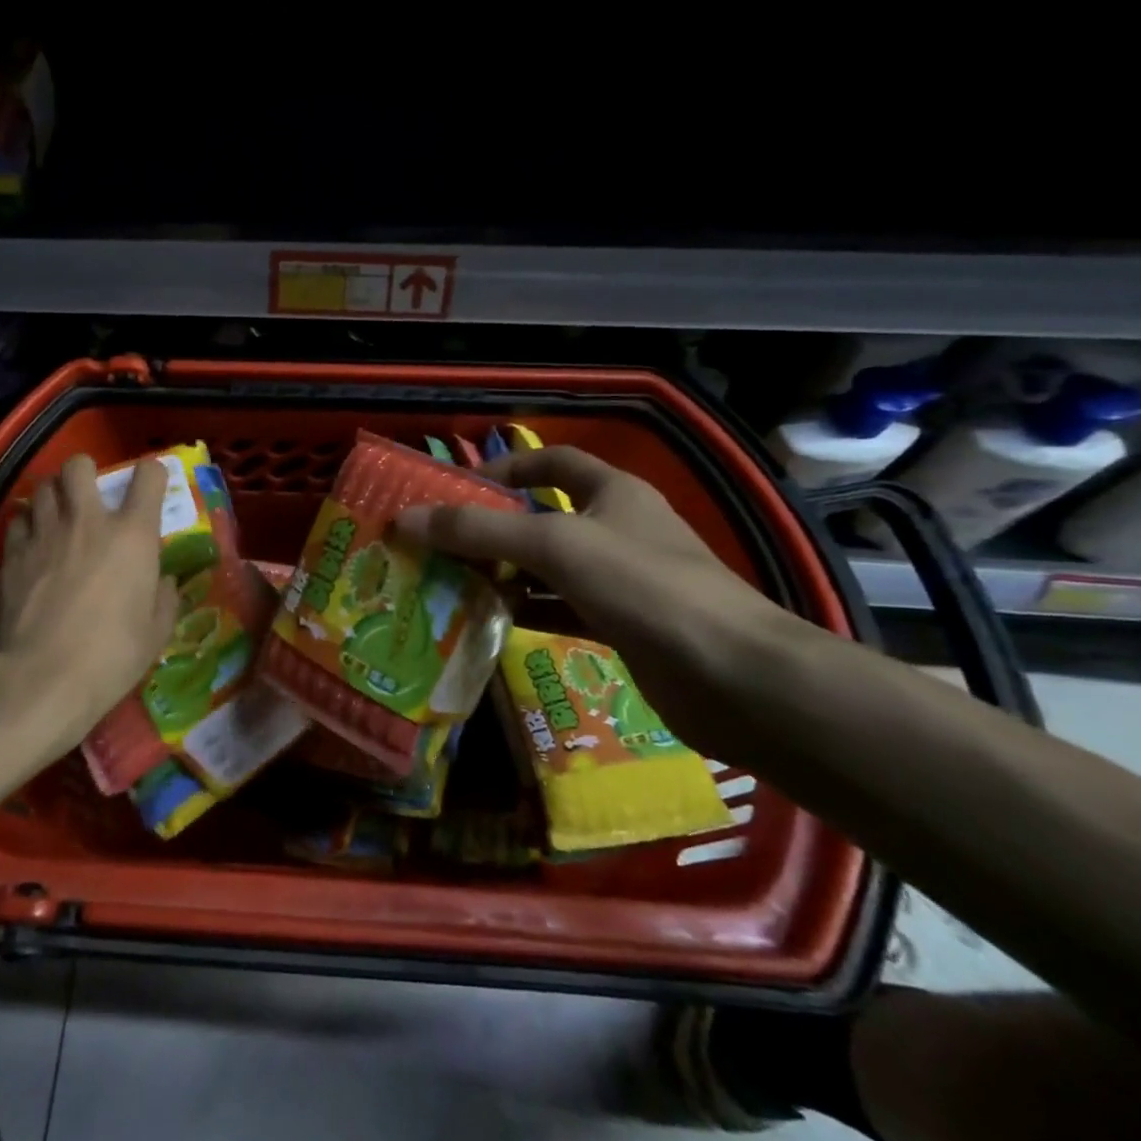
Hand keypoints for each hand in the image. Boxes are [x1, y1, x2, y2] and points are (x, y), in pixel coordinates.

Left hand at [0, 454, 177, 766]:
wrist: (43, 677)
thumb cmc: (112, 656)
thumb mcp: (156, 632)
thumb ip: (164, 598)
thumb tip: (162, 582)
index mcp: (132, 535)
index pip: (148, 477)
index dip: (152, 474)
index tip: (151, 485)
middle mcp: (88, 521)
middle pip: (79, 466)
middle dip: (85, 471)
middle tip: (89, 493)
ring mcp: (45, 534)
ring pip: (42, 487)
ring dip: (53, 495)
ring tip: (58, 514)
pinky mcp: (12, 554)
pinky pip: (18, 520)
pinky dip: (27, 524)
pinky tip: (32, 543)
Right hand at [394, 446, 815, 759]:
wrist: (735, 679)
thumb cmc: (644, 586)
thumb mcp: (554, 545)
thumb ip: (478, 531)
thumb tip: (405, 519)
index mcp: (613, 492)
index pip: (554, 461)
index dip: (508, 467)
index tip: (459, 487)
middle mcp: (617, 529)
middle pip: (544, 516)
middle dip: (493, 528)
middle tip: (439, 542)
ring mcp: (622, 581)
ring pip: (548, 568)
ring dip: (504, 574)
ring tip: (450, 582)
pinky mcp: (622, 626)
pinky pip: (560, 609)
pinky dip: (526, 611)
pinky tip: (488, 622)